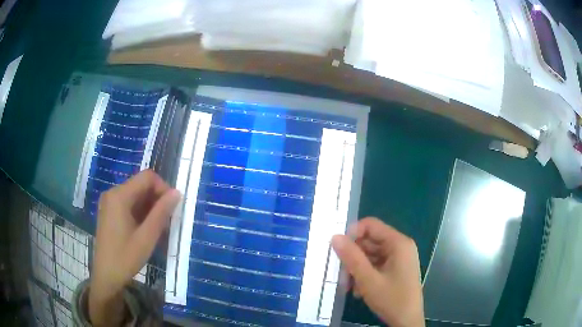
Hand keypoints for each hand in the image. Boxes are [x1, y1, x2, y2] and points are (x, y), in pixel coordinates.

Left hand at [89, 170, 179, 325]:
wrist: (106, 275)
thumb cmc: (125, 258)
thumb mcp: (147, 237)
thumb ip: (161, 212)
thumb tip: (177, 193)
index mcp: (119, 195)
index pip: (147, 177)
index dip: (163, 188)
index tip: (171, 208)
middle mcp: (113, 193)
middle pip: (140, 185)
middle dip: (157, 199)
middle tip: (166, 222)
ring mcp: (109, 202)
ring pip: (136, 194)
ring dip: (150, 207)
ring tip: (157, 228)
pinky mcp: (109, 211)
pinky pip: (129, 203)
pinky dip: (140, 212)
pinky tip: (145, 229)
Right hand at [331, 217, 424, 326]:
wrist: (406, 321)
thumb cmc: (391, 299)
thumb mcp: (368, 280)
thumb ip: (351, 257)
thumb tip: (335, 237)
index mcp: (398, 243)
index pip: (371, 225)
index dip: (352, 234)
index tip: (339, 250)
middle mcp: (400, 247)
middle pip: (369, 242)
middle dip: (353, 258)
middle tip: (342, 276)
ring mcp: (399, 259)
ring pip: (370, 256)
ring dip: (357, 270)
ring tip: (349, 288)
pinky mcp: (396, 269)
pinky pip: (376, 265)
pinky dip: (365, 275)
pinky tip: (359, 291)